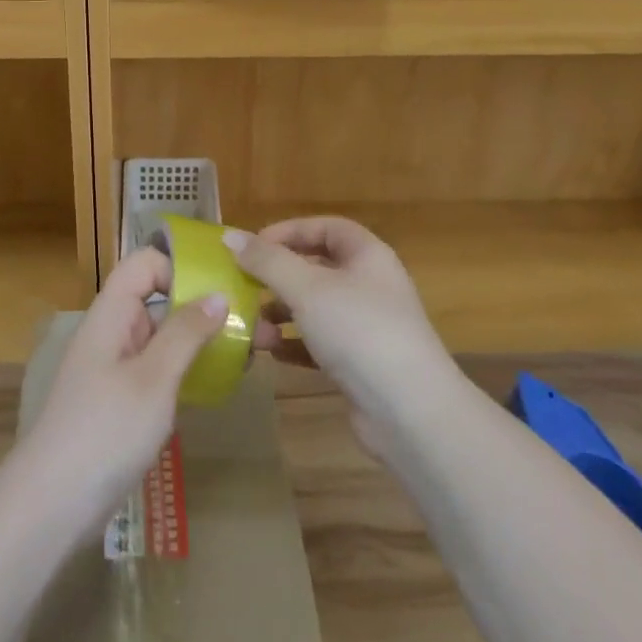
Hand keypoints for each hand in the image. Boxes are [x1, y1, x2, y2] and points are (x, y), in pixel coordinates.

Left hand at [16, 247, 228, 528]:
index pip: (144, 264)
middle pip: (157, 298)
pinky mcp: (121, 400)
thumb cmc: (104, 431)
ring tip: (247, 353)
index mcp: (111, 314)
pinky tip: (218, 382)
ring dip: (200, 339)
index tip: (221, 288)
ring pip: (162, 335)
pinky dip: (187, 368)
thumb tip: (219, 294)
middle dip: (203, 305)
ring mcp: (115, 368)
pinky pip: (159, 368)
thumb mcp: (152, 379)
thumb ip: (185, 333)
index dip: (180, 266)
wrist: (52, 504)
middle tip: (253, 324)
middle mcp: (112, 332)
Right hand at [224, 217, 462, 461]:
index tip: (253, 247)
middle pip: (316, 268)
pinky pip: (319, 344)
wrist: (411, 413)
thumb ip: (267, 261)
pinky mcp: (360, 364)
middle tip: (245, 287)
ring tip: (254, 330)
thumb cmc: (359, 331)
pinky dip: (294, 344)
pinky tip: (272, 354)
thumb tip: (230, 237)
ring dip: (281, 315)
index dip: (289, 231)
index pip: (325, 228)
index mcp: (367, 256)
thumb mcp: (307, 288)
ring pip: (314, 308)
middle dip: (278, 277)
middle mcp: (370, 286)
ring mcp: (367, 327)